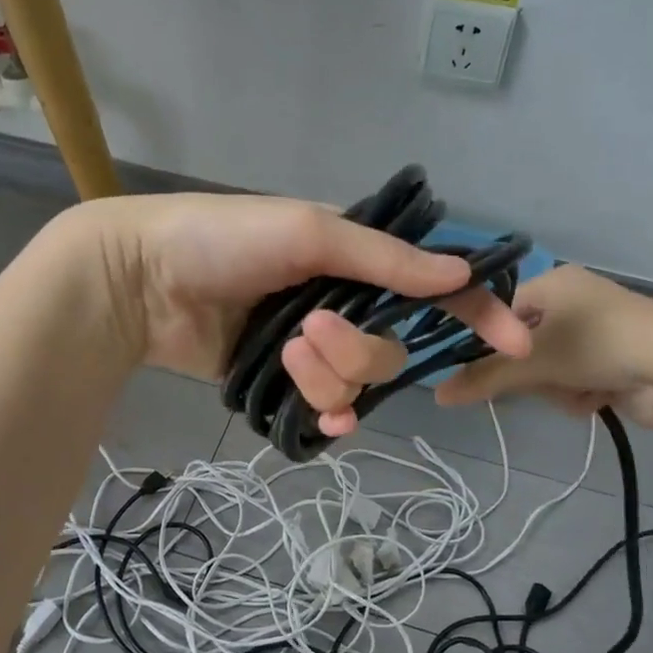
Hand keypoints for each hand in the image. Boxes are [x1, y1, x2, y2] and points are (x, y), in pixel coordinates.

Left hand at [69, 194, 531, 435]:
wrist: (142, 280)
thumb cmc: (223, 239)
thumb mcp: (308, 232)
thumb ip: (384, 258)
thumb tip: (461, 270)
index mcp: (352, 257)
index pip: (429, 284)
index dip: (473, 310)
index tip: (511, 340)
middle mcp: (340, 300)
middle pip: (390, 347)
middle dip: (357, 348)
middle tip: (308, 330)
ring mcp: (311, 345)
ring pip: (357, 380)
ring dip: (327, 374)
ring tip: (282, 353)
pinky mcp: (281, 380)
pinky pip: (328, 408)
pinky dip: (330, 415)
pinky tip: (322, 419)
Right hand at [433, 266, 652, 438]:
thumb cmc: (598, 347)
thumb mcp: (533, 363)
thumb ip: (482, 379)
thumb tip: (436, 394)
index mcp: (555, 282)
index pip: (502, 313)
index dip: (491, 344)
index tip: (485, 371)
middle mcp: (576, 299)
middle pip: (525, 345)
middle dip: (534, 373)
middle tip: (542, 383)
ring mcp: (599, 329)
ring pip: (550, 368)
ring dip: (557, 388)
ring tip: (579, 392)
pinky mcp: (618, 357)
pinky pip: (577, 378)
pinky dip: (581, 393)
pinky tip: (597, 399)